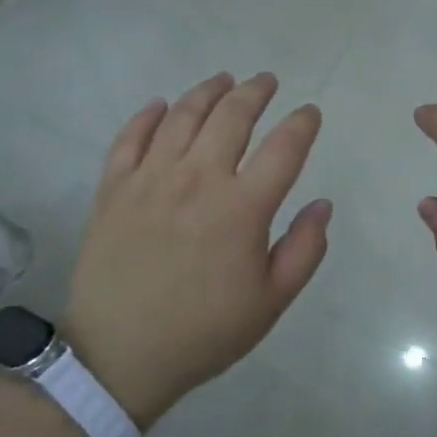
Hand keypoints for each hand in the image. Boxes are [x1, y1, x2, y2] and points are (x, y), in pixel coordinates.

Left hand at [64, 72, 330, 426]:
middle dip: (255, 92)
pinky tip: (161, 104)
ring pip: (183, 115)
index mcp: (242, 207)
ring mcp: (151, 178)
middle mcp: (198, 178)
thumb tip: (322, 204)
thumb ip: (305, 249)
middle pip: (232, 116)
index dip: (302, 124)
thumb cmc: (204, 332)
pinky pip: (130, 137)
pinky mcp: (114, 188)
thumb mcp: (271, 302)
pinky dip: (147, 115)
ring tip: (223, 80)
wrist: (120, 355)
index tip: (310, 113)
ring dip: (207, 91)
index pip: (284, 147)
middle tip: (266, 81)